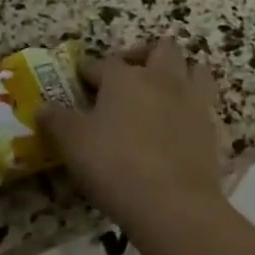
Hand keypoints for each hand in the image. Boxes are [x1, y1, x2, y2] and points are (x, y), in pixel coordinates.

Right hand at [40, 39, 225, 233]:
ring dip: (179, 72)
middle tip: (128, 76)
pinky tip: (178, 124)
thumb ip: (56, 120)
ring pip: (194, 69)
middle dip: (143, 55)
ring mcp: (191, 102)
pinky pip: (205, 104)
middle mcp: (161, 80)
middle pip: (161, 49)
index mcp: (124, 77)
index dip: (88, 71)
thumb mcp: (72, 142)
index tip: (80, 81)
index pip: (103, 63)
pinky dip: (192, 107)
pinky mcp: (212, 129)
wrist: (173, 204)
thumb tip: (42, 108)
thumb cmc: (114, 164)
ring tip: (162, 92)